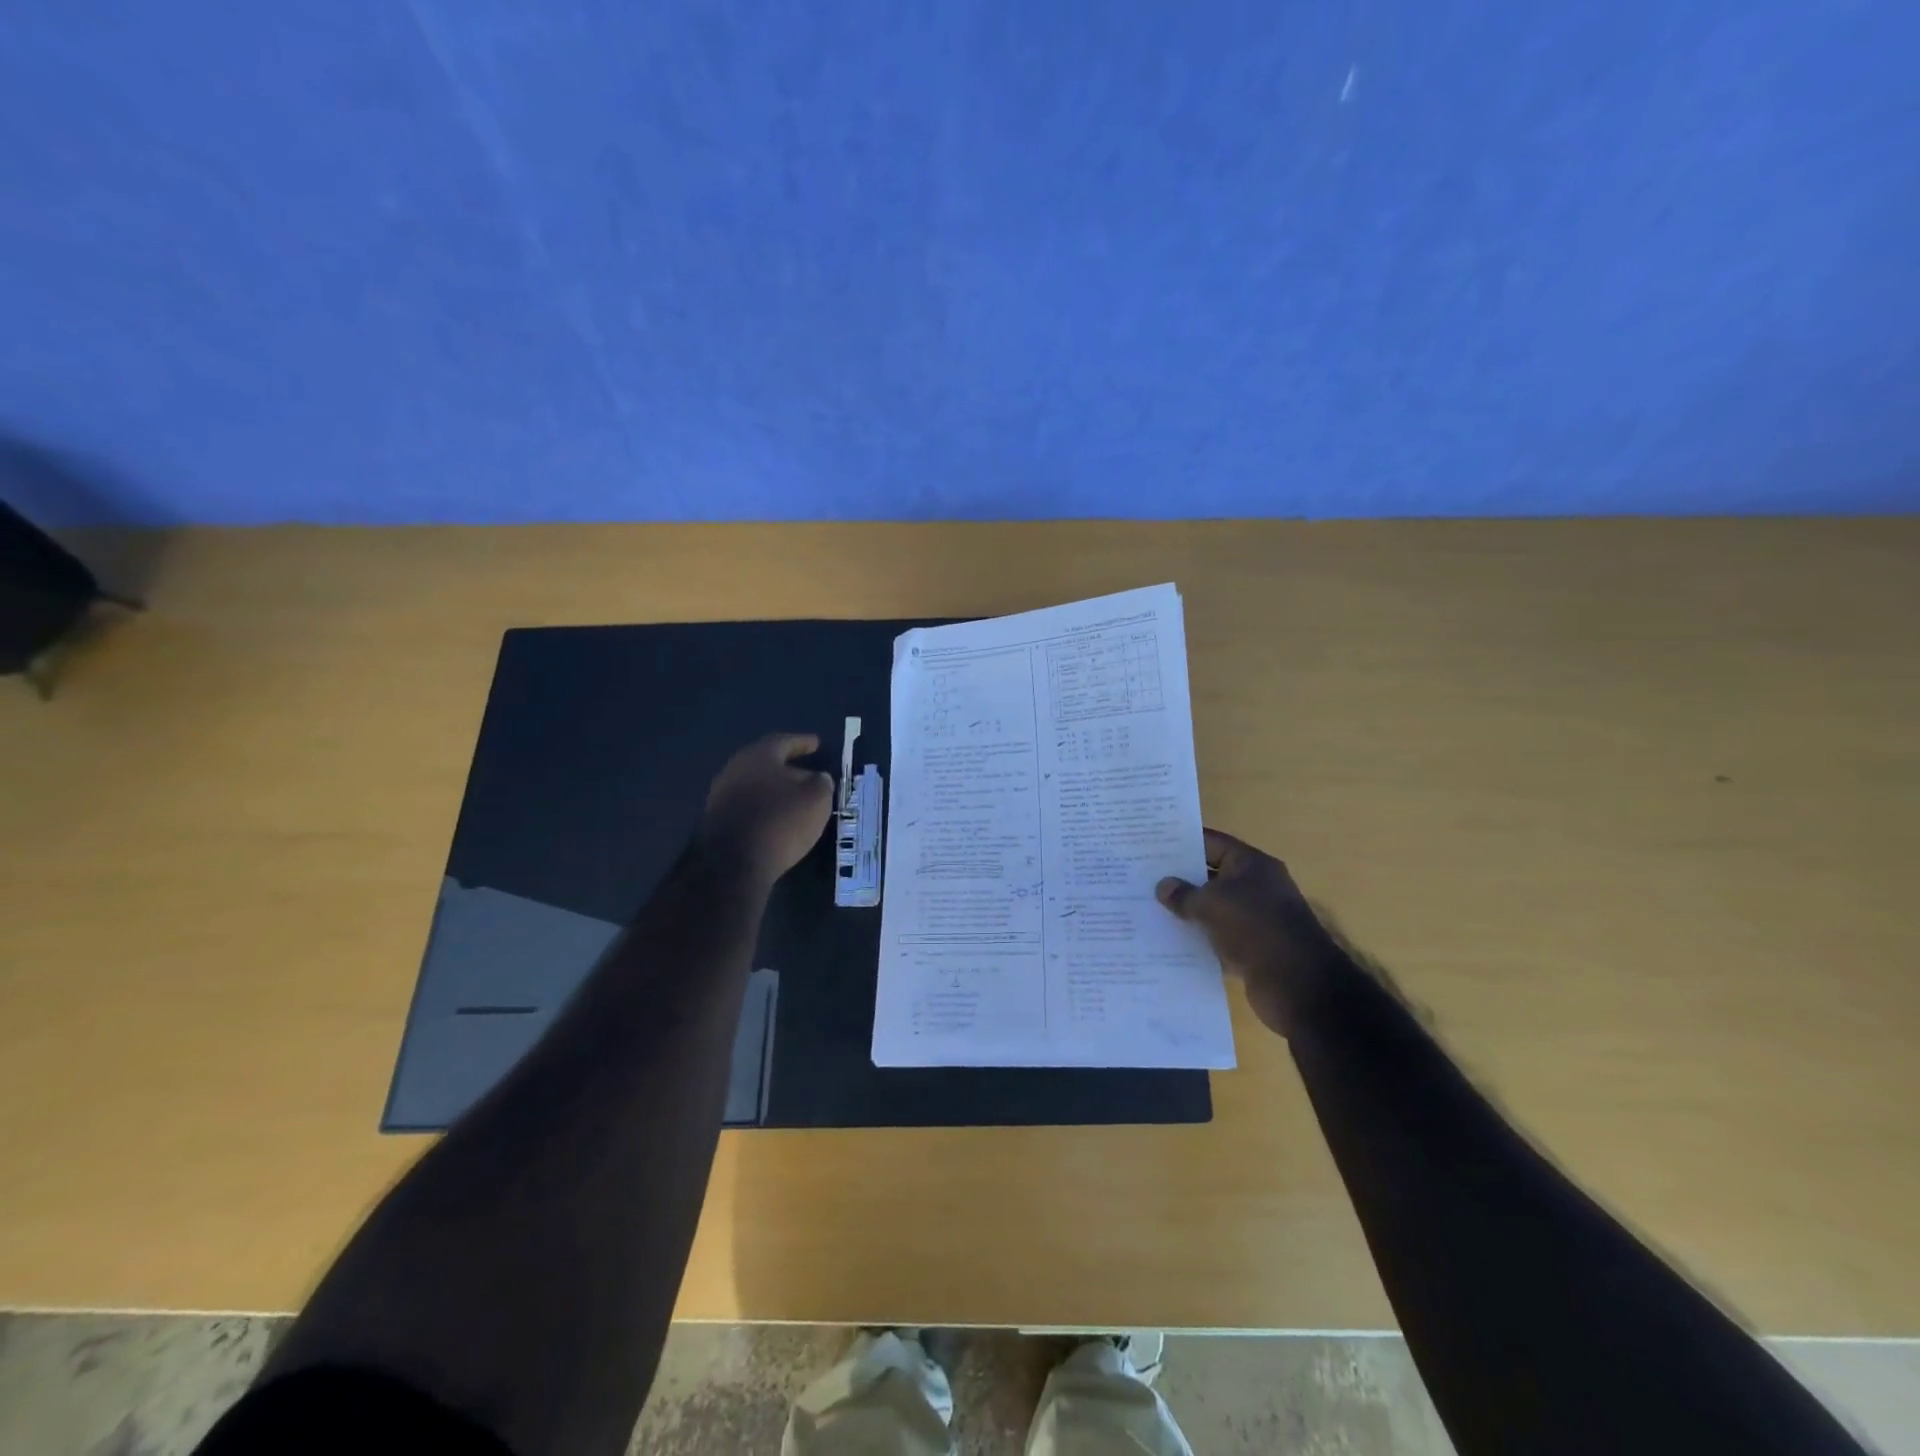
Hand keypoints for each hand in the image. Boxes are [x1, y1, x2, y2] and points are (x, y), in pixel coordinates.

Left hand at [699, 733, 834, 881]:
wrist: (733, 862)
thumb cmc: (781, 820)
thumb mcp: (817, 798)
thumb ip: (821, 782)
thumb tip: (817, 778)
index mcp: (759, 755)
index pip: (785, 742)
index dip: (803, 743)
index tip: (816, 743)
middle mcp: (735, 769)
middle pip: (766, 763)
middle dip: (787, 767)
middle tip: (806, 772)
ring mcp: (721, 796)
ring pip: (755, 786)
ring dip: (774, 791)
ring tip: (794, 799)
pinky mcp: (717, 822)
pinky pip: (748, 808)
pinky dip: (764, 809)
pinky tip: (776, 819)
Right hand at [1157, 829, 1342, 1035]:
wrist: (1298, 985)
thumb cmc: (1255, 928)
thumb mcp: (1212, 904)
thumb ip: (1184, 894)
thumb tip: (1163, 886)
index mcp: (1252, 865)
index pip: (1212, 843)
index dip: (1183, 842)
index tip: (1152, 844)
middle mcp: (1256, 887)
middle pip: (1211, 875)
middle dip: (1180, 878)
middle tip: (1143, 876)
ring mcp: (1255, 919)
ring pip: (1213, 908)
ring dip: (1187, 910)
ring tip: (1149, 907)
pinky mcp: (1252, 948)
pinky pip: (1218, 936)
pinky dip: (1198, 937)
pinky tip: (1169, 940)